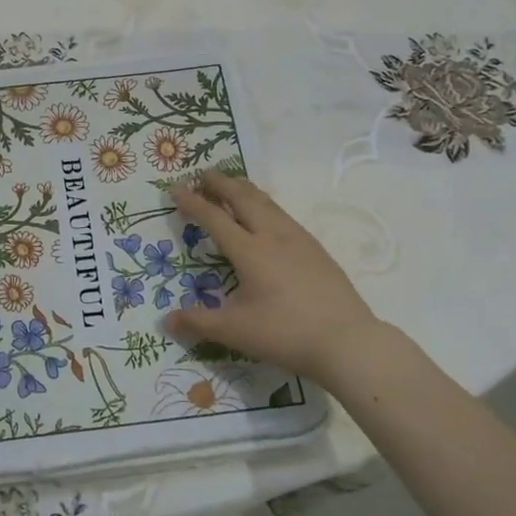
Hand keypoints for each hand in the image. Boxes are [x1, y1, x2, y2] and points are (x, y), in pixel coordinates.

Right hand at [165, 171, 382, 383]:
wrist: (347, 341)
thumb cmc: (286, 334)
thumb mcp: (236, 331)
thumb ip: (199, 323)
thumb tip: (167, 321)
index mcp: (249, 251)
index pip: (214, 218)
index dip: (193, 202)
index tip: (175, 188)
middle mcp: (273, 236)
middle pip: (243, 198)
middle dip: (220, 183)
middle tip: (202, 174)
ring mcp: (299, 239)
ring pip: (267, 202)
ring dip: (244, 189)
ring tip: (232, 183)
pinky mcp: (316, 249)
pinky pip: (283, 214)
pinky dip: (265, 203)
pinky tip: (267, 214)